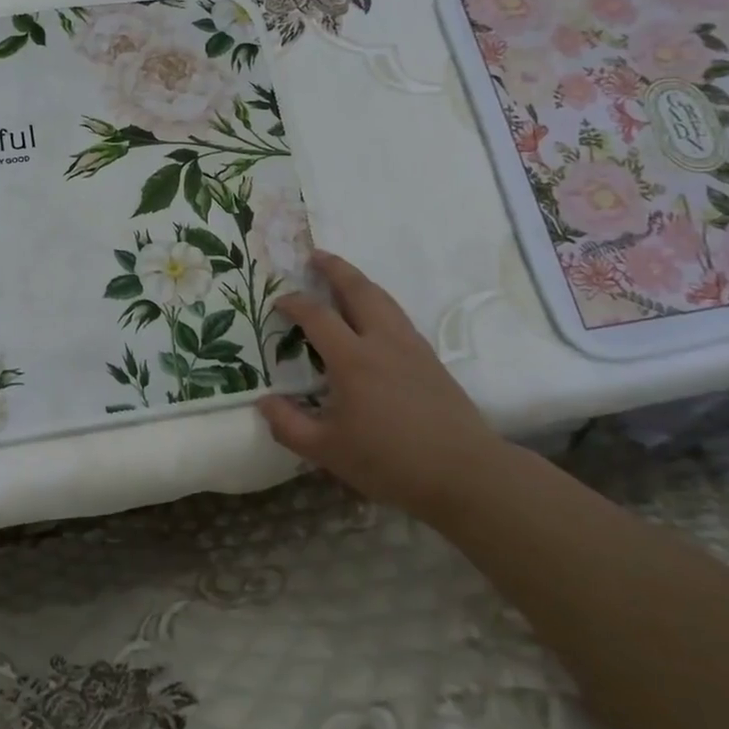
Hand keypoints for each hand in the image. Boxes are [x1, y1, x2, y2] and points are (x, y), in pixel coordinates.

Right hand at [256, 251, 506, 517]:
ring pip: (384, 300)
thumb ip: (289, 426)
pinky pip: (399, 317)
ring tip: (344, 277)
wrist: (464, 472)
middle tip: (316, 255)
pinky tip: (375, 317)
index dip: (295, 304)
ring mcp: (411, 347)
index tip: (279, 301)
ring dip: (360, 282)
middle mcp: (382, 342)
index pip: (317, 317)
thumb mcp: (328, 451)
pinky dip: (379, 303)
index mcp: (353, 360)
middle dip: (335, 269)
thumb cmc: (390, 461)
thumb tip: (263, 402)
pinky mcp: (431, 360)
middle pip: (358, 290)